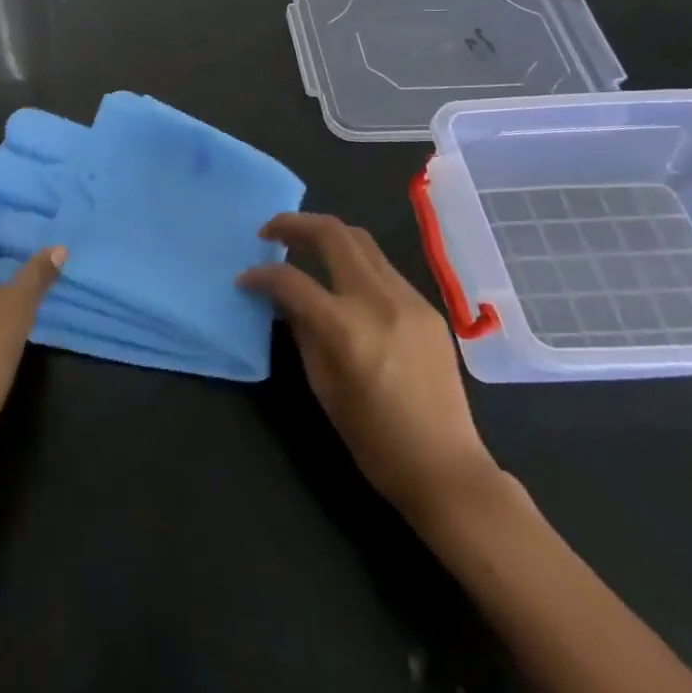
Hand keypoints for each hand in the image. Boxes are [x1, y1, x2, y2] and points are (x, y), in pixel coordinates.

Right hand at [239, 212, 498, 523]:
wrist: (446, 468)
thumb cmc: (374, 439)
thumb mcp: (323, 386)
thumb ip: (301, 331)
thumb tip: (283, 299)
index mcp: (346, 328)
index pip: (291, 280)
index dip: (261, 276)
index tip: (245, 279)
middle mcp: (378, 301)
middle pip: (333, 234)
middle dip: (295, 224)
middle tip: (270, 232)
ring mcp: (409, 299)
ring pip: (361, 241)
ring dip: (326, 236)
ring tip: (303, 246)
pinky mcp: (427, 308)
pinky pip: (383, 268)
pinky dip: (354, 262)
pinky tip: (343, 281)